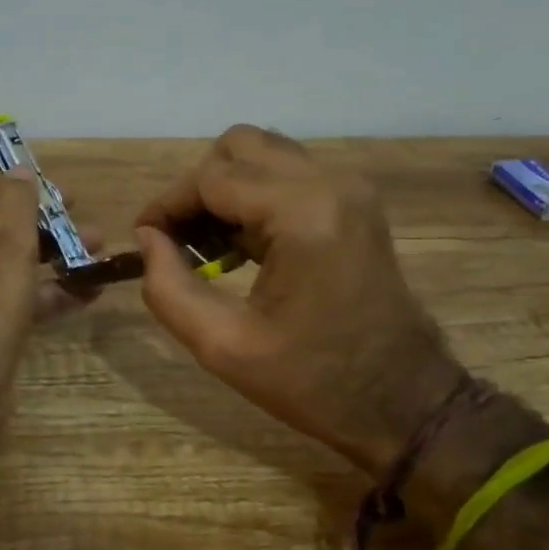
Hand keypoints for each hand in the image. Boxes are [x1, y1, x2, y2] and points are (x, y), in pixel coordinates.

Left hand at [0, 147, 91, 450]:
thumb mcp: (7, 242)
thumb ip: (19, 201)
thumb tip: (20, 172)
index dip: (1, 159)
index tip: (37, 155)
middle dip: (40, 209)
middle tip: (79, 203)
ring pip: (6, 252)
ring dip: (53, 249)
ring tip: (101, 244)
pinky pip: (12, 289)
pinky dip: (47, 287)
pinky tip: (91, 287)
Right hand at [135, 126, 460, 474]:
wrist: (404, 402)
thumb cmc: (314, 382)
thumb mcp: (224, 347)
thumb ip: (169, 289)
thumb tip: (148, 239)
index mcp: (303, 213)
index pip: (212, 178)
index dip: (167, 205)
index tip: (144, 241)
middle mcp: (331, 183)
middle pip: (240, 146)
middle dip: (197, 188)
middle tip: (178, 240)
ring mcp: (350, 189)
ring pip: (265, 155)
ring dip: (226, 189)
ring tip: (206, 245)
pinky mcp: (356, 204)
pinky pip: (290, 176)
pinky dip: (255, 198)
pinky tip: (241, 247)